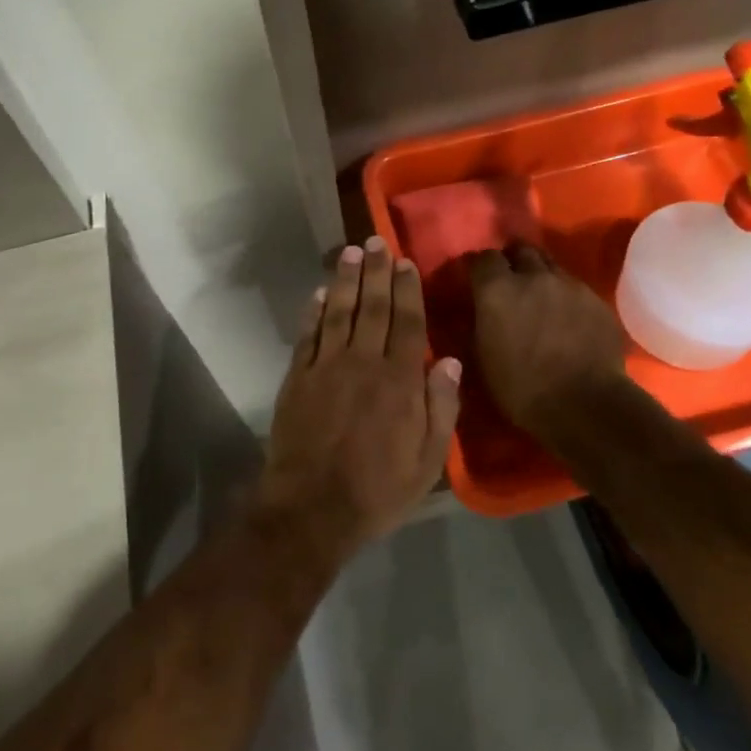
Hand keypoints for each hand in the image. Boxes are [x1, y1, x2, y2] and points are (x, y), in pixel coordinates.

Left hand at [258, 239, 461, 559]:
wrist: (312, 509)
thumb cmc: (378, 489)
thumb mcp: (428, 461)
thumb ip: (442, 408)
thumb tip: (451, 361)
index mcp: (400, 380)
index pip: (408, 322)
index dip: (407, 289)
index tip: (405, 262)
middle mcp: (363, 362)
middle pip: (373, 307)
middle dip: (376, 271)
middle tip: (377, 240)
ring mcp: (327, 367)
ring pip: (338, 312)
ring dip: (345, 280)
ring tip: (350, 252)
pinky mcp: (298, 378)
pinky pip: (308, 335)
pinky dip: (313, 312)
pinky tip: (318, 293)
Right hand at [468, 245, 626, 442]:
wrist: (586, 406)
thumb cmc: (522, 389)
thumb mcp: (482, 358)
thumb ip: (478, 323)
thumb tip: (477, 311)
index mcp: (497, 289)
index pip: (482, 258)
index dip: (478, 268)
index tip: (476, 282)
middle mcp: (533, 276)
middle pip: (521, 249)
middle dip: (513, 261)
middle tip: (510, 282)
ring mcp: (569, 285)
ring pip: (551, 266)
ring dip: (541, 276)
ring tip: (540, 298)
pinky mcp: (597, 300)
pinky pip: (575, 288)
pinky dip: (566, 296)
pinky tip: (567, 318)